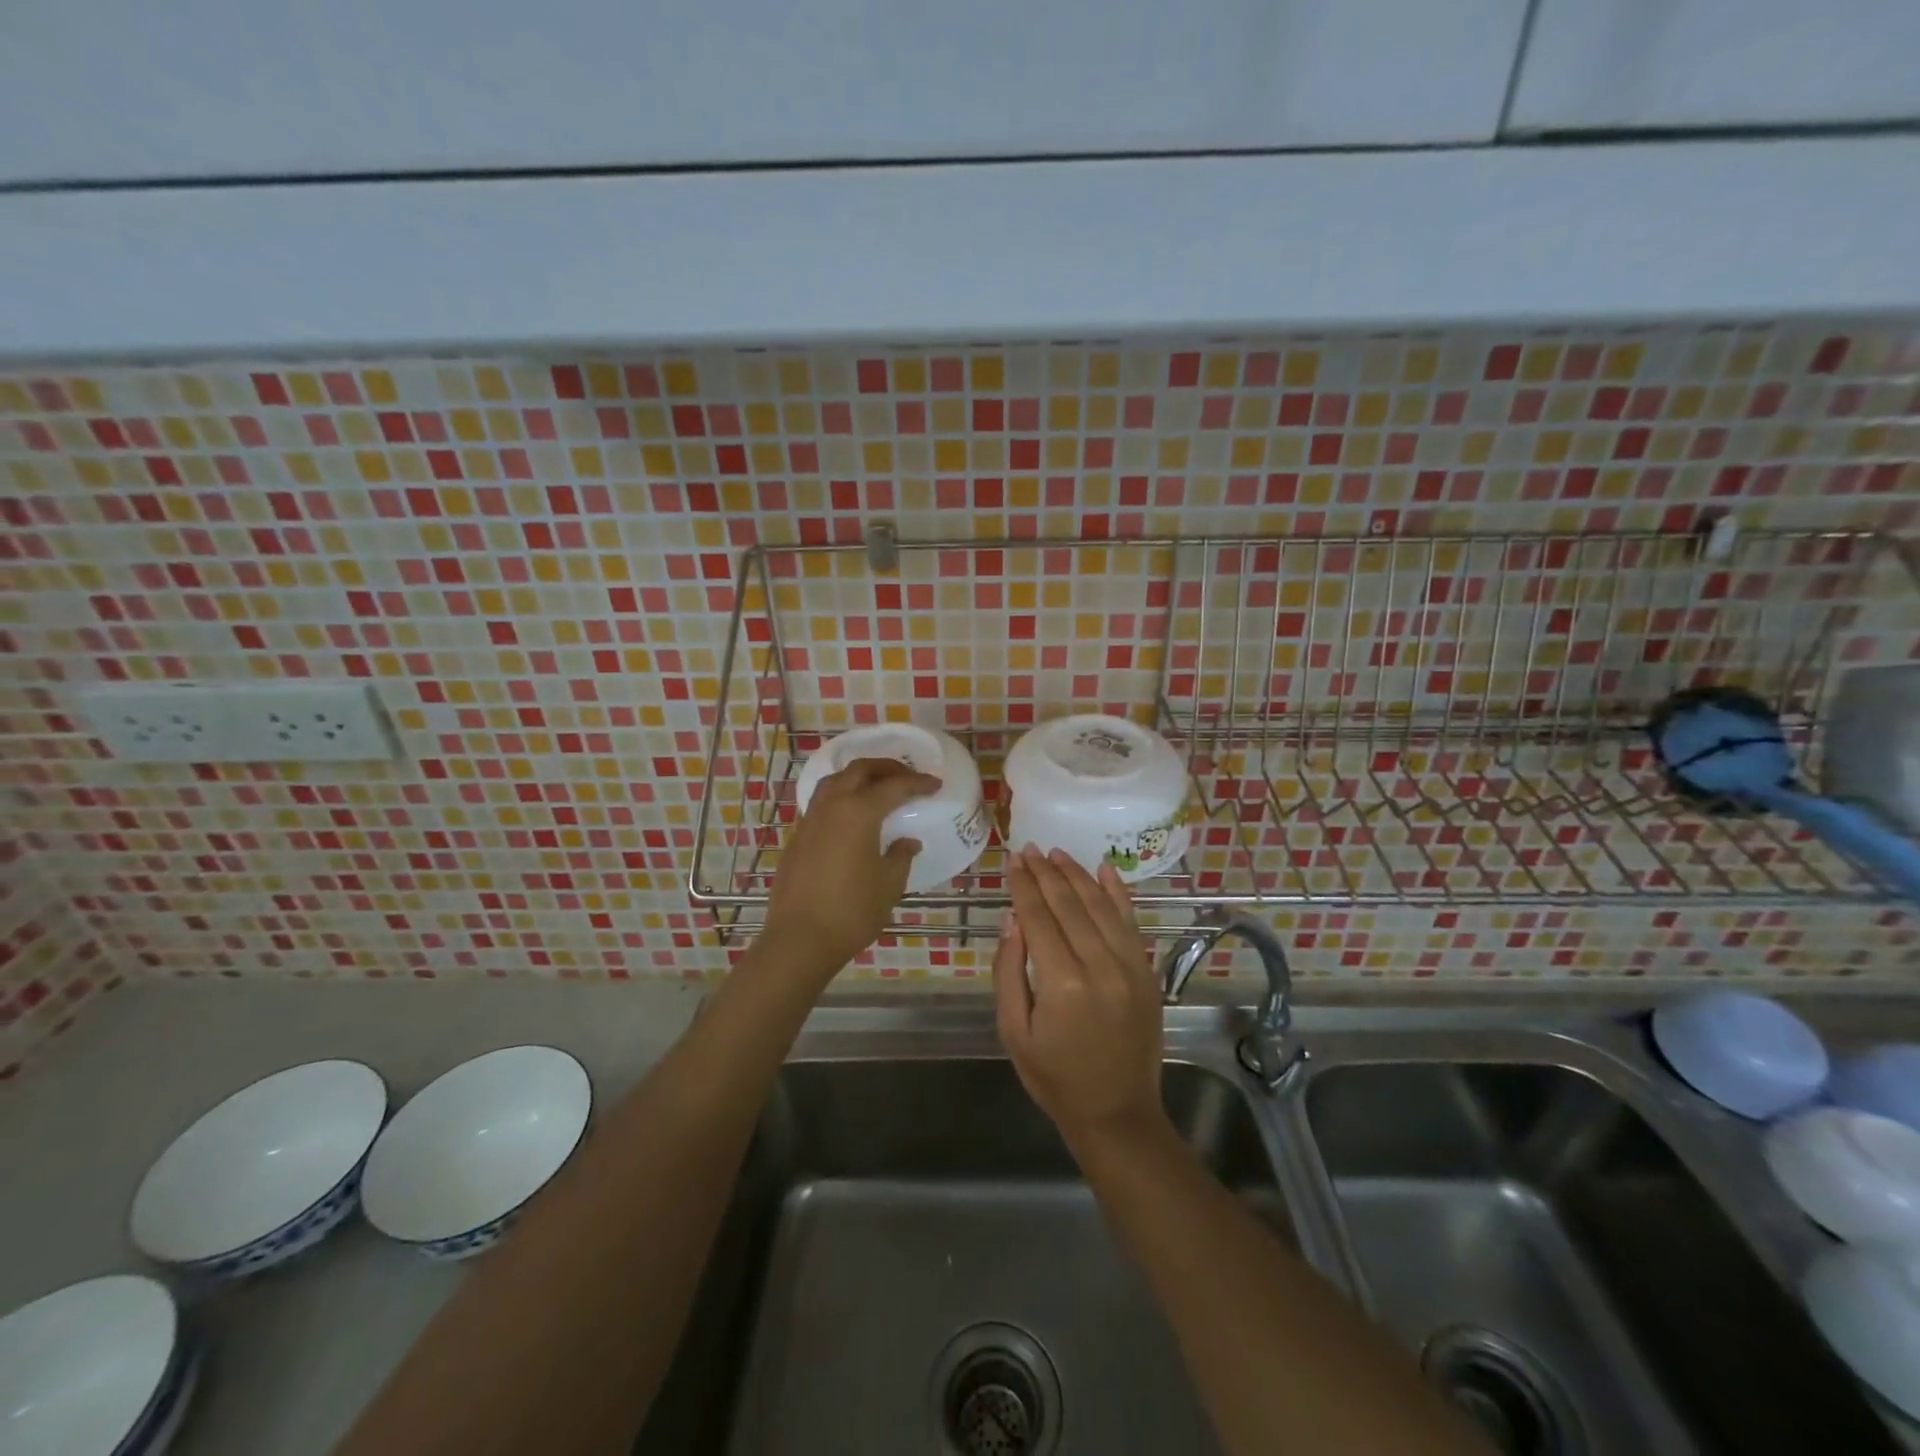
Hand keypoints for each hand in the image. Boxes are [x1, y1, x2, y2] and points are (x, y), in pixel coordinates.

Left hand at [762, 757, 940, 982]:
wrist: (800, 939)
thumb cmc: (852, 911)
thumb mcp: (889, 884)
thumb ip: (901, 856)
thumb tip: (907, 842)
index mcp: (859, 812)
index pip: (894, 786)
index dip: (918, 783)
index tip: (935, 784)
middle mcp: (832, 806)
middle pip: (859, 770)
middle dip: (886, 768)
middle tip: (907, 777)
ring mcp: (810, 819)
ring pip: (835, 781)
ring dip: (859, 777)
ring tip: (878, 789)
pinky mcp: (797, 836)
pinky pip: (822, 802)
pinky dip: (841, 796)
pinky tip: (852, 816)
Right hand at [993, 847, 1165, 1144]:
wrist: (1117, 1112)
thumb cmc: (1054, 1077)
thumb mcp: (1014, 1031)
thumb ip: (1009, 971)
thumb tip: (1013, 919)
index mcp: (1062, 982)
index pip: (1038, 917)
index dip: (1024, 885)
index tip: (1013, 860)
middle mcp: (1099, 965)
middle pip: (1069, 904)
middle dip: (1046, 872)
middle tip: (1029, 848)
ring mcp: (1129, 966)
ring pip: (1100, 905)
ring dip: (1076, 874)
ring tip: (1056, 853)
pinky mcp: (1147, 971)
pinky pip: (1131, 922)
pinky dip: (1118, 892)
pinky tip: (1104, 868)